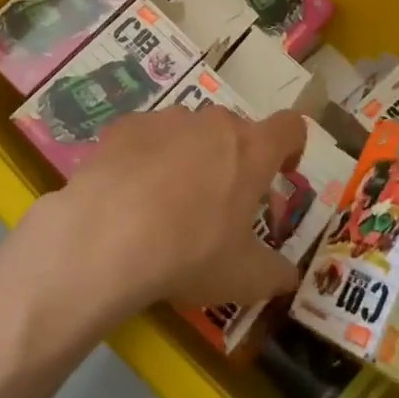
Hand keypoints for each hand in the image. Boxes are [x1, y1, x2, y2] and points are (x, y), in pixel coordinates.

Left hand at [22, 108, 306, 316]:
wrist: (107, 234)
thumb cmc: (190, 252)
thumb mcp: (244, 278)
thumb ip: (274, 273)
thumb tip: (288, 276)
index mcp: (251, 150)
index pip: (289, 127)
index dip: (291, 147)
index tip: (281, 173)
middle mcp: (212, 123)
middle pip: (233, 131)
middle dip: (232, 160)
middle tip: (218, 204)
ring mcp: (165, 119)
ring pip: (188, 131)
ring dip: (187, 157)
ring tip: (166, 203)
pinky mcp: (125, 126)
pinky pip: (145, 136)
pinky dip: (145, 157)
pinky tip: (129, 194)